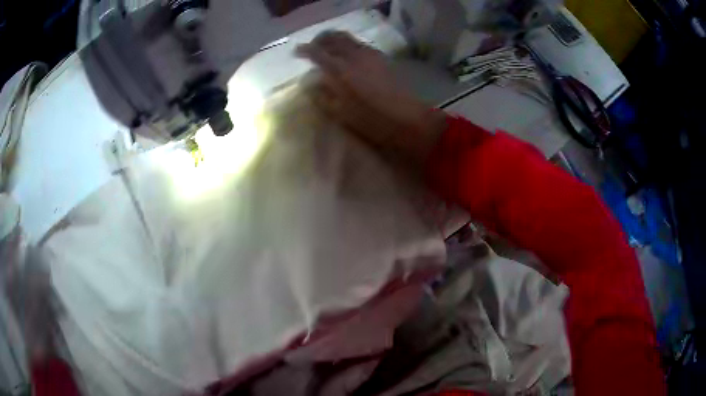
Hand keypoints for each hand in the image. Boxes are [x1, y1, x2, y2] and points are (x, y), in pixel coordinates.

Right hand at [296, 31, 446, 169]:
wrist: (408, 120)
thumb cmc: (372, 121)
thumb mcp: (340, 113)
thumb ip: (322, 96)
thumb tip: (311, 84)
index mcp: (340, 70)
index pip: (316, 52)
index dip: (304, 50)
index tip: (296, 53)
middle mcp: (354, 55)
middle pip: (333, 37)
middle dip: (320, 39)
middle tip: (312, 48)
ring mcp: (370, 54)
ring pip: (348, 38)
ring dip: (334, 40)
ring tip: (328, 50)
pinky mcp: (381, 58)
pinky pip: (359, 44)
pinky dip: (348, 45)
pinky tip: (347, 56)